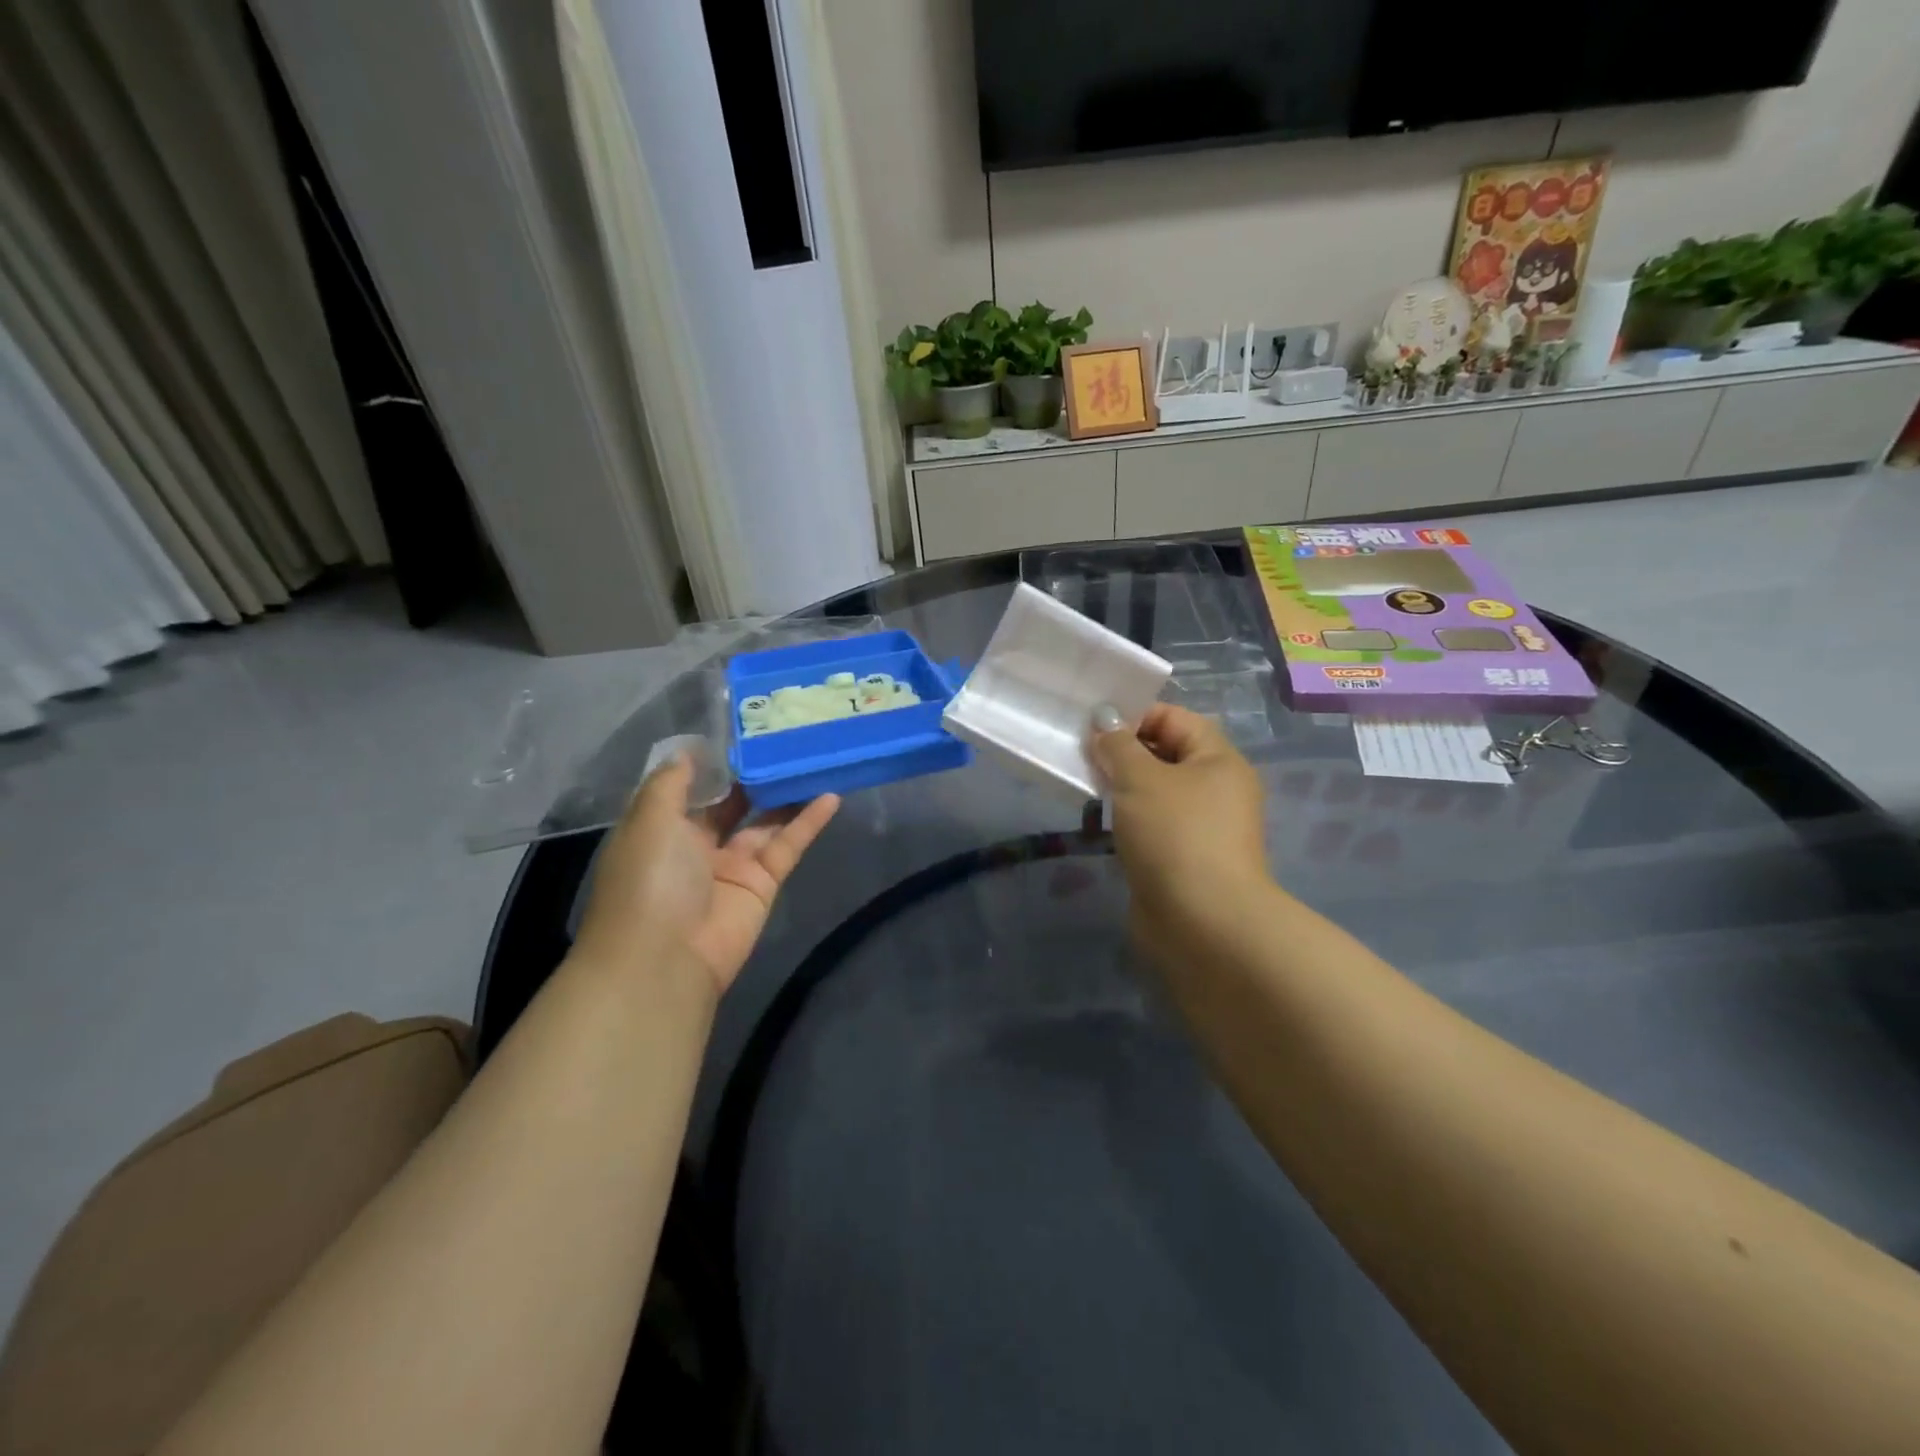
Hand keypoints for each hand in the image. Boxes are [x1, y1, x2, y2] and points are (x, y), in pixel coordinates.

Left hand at [572, 756, 839, 993]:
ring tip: (814, 758)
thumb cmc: (649, 879)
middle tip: (786, 738)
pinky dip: (809, 822)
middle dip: (754, 774)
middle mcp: (696, 843)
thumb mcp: (650, 817)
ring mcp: (732, 864)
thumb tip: (690, 751)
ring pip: (765, 820)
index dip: (715, 761)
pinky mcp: (763, 883)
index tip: (743, 730)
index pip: (691, 787)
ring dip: (787, 793)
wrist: (665, 958)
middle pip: (732, 801)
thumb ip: (672, 782)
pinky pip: (788, 845)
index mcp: (662, 827)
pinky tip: (831, 796)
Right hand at [1089, 704, 1269, 947]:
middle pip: (1165, 754)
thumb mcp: (1140, 779)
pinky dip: (1127, 820)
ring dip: (1121, 787)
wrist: (1202, 923)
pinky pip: (1152, 825)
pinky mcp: (1183, 859)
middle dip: (1123, 752)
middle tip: (1081, 756)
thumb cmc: (1175, 835)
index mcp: (1218, 760)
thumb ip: (1118, 745)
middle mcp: (1216, 788)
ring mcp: (1201, 827)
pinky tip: (1101, 824)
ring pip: (1155, 792)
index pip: (1175, 718)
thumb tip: (1104, 719)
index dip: (1134, 715)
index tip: (1093, 729)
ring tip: (1085, 787)